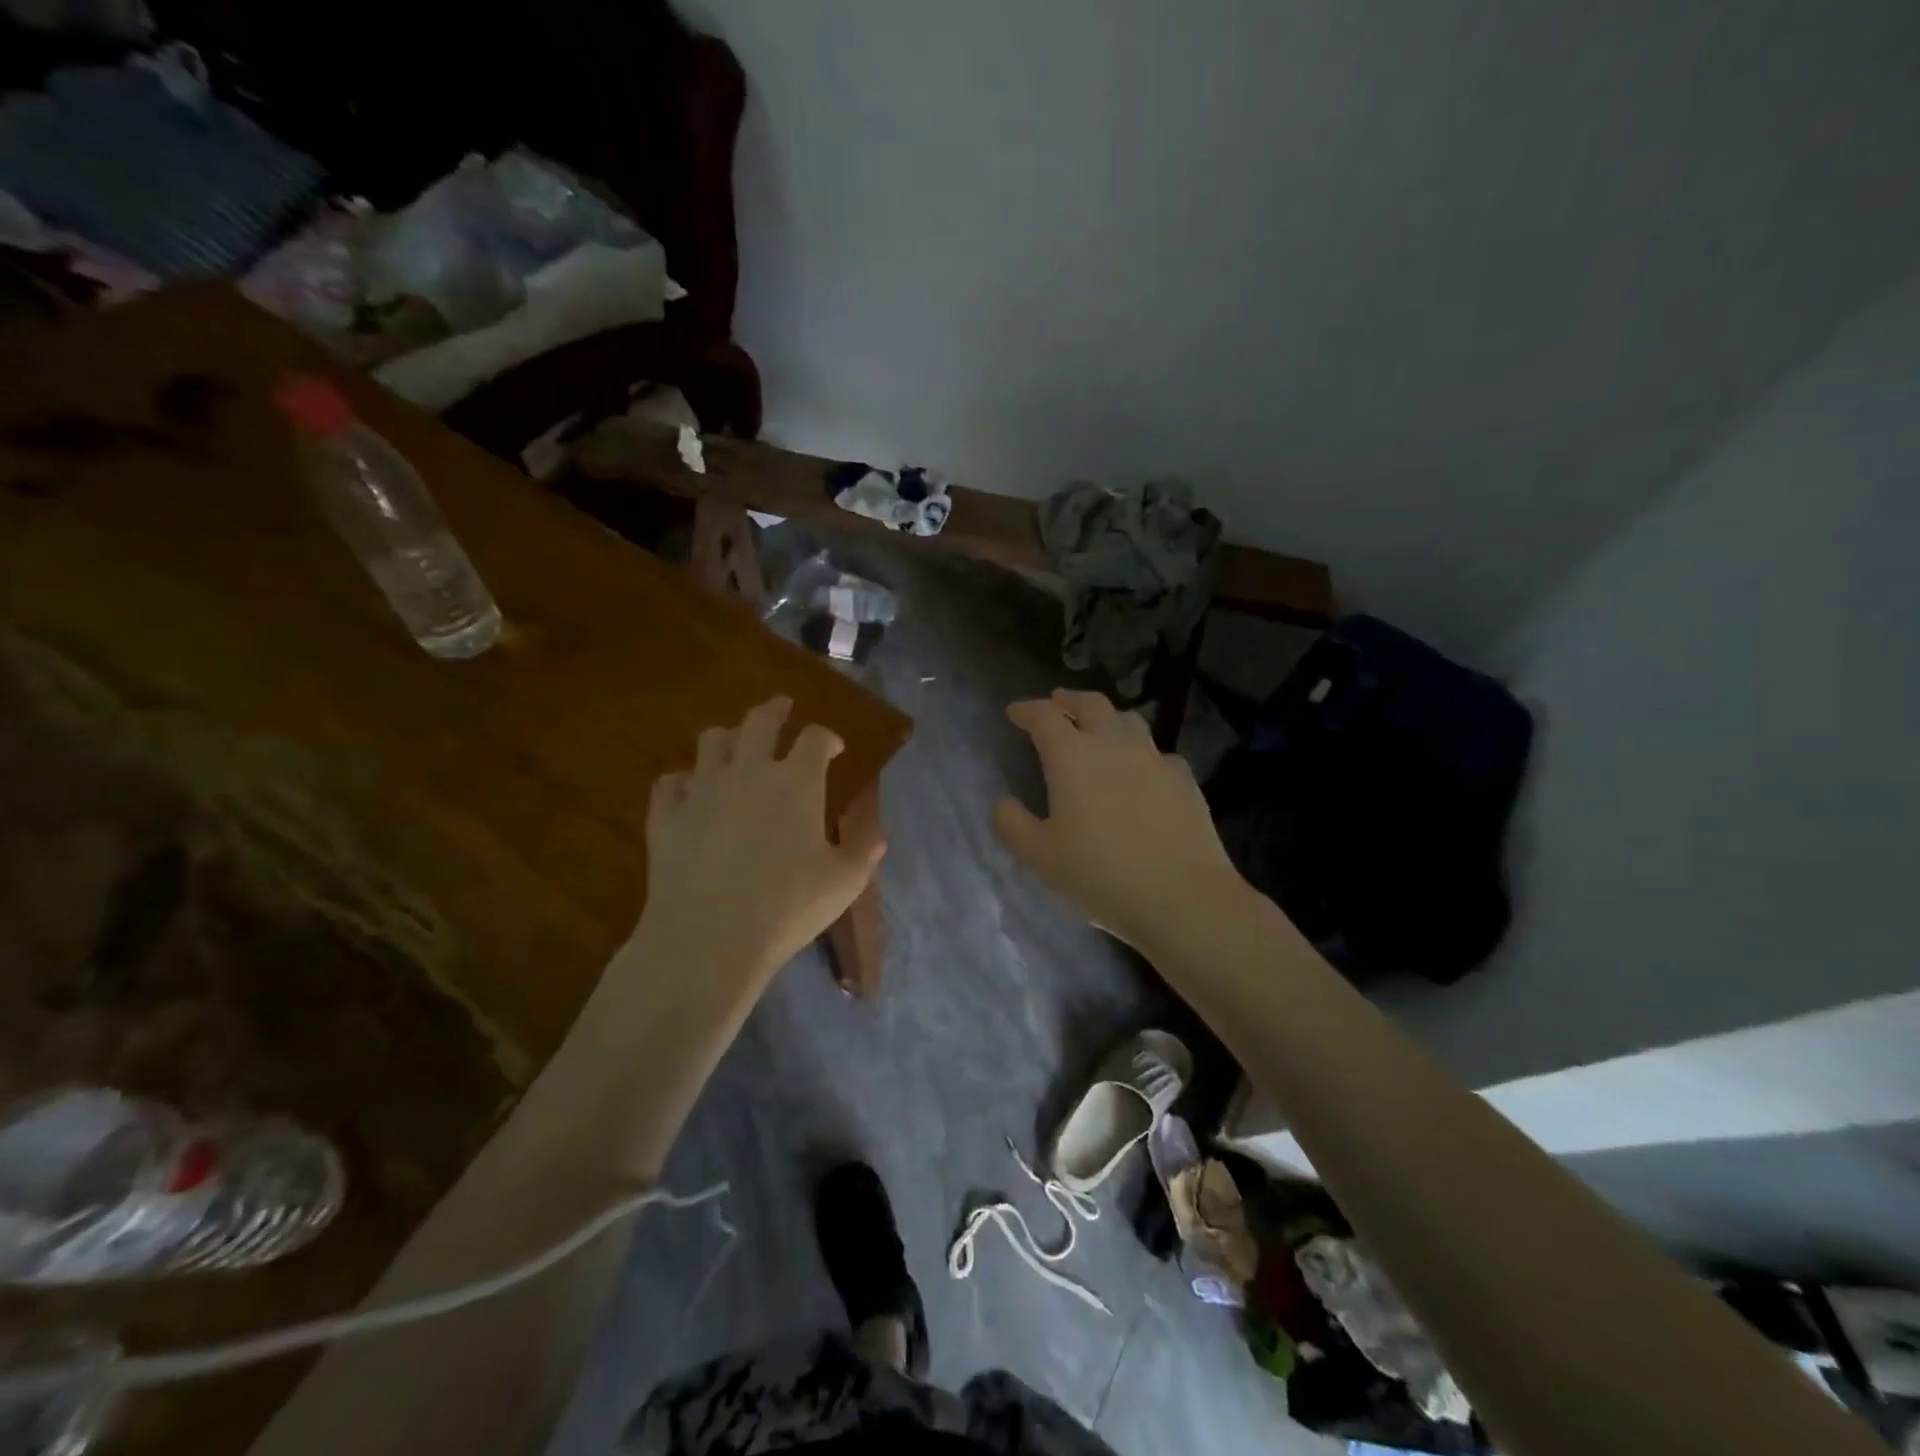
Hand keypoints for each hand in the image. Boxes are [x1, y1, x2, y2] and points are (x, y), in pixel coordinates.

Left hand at [633, 697, 884, 987]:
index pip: (815, 738)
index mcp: (797, 782)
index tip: (834, 748)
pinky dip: (682, 781)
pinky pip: (670, 782)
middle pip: (760, 721)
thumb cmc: (787, 907)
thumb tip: (878, 835)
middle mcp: (749, 771)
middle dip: (775, 710)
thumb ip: (863, 852)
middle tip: (782, 708)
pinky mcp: (666, 814)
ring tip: (734, 746)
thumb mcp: (843, 883)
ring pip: (711, 741)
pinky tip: (689, 792)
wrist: (709, 938)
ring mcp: (702, 789)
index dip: (827, 737)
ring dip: (728, 738)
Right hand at [994, 689, 1240, 947]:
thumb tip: (1003, 802)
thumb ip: (1013, 824)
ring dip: (1107, 718)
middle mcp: (1113, 744)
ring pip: (1129, 720)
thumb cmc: (1099, 874)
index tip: (1015, 712)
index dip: (1027, 710)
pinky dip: (1142, 753)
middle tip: (1057, 704)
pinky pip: (1158, 753)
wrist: (1180, 896)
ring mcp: (1154, 759)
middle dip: (1069, 700)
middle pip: (1091, 704)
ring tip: (1099, 729)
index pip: (1044, 717)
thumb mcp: (1040, 856)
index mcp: (1072, 756)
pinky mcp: (1184, 779)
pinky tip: (1142, 771)